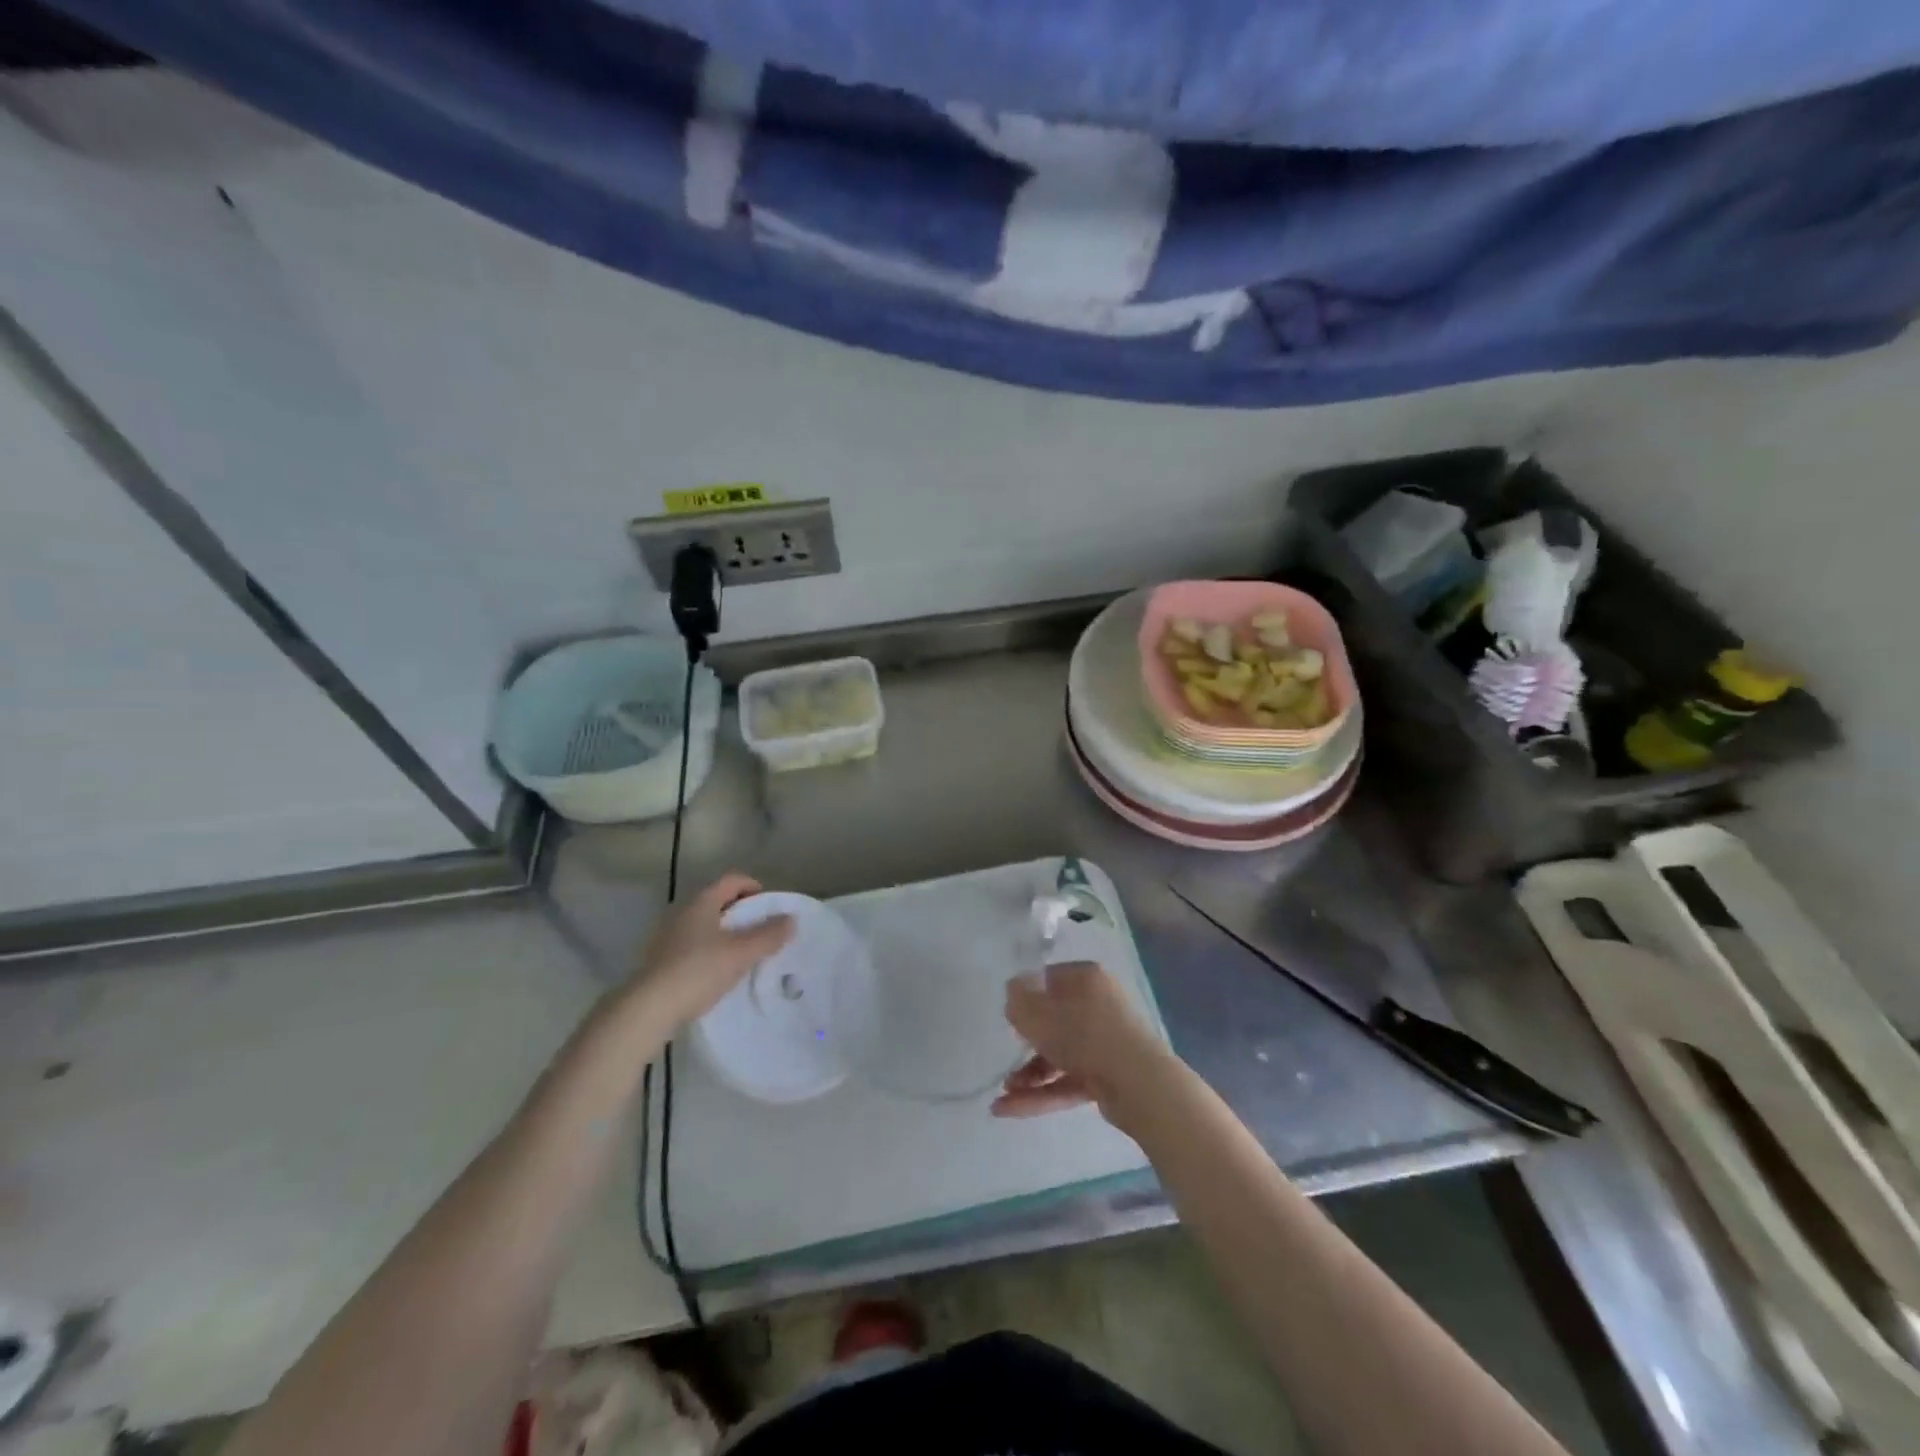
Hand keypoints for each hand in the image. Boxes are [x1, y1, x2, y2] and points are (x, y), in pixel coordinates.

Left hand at [623, 873, 794, 1032]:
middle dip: (743, 913)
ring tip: (745, 954)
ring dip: (727, 935)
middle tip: (763, 931)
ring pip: (706, 926)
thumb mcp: (741, 953)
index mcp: (701, 902)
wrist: (648, 1010)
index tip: (771, 907)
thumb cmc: (698, 971)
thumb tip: (791, 919)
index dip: (754, 887)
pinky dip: (711, 952)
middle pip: (719, 902)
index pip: (732, 880)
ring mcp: (668, 937)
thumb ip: (769, 935)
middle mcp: (682, 913)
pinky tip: (720, 973)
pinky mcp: (661, 961)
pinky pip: (694, 947)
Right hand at [992, 960, 1176, 1126]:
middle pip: (1055, 1020)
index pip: (1049, 979)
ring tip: (1003, 1094)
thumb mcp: (1038, 1014)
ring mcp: (1105, 1043)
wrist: (1139, 1085)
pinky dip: (1042, 1093)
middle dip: (1026, 1043)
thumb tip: (1014, 991)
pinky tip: (1009, 1109)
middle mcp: (1098, 1005)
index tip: (1011, 1016)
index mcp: (1086, 979)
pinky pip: (1068, 1080)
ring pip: (1060, 1054)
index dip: (1027, 996)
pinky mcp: (1108, 1076)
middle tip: (1006, 1057)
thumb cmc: (1084, 1035)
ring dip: (1030, 1074)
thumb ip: (1018, 1001)